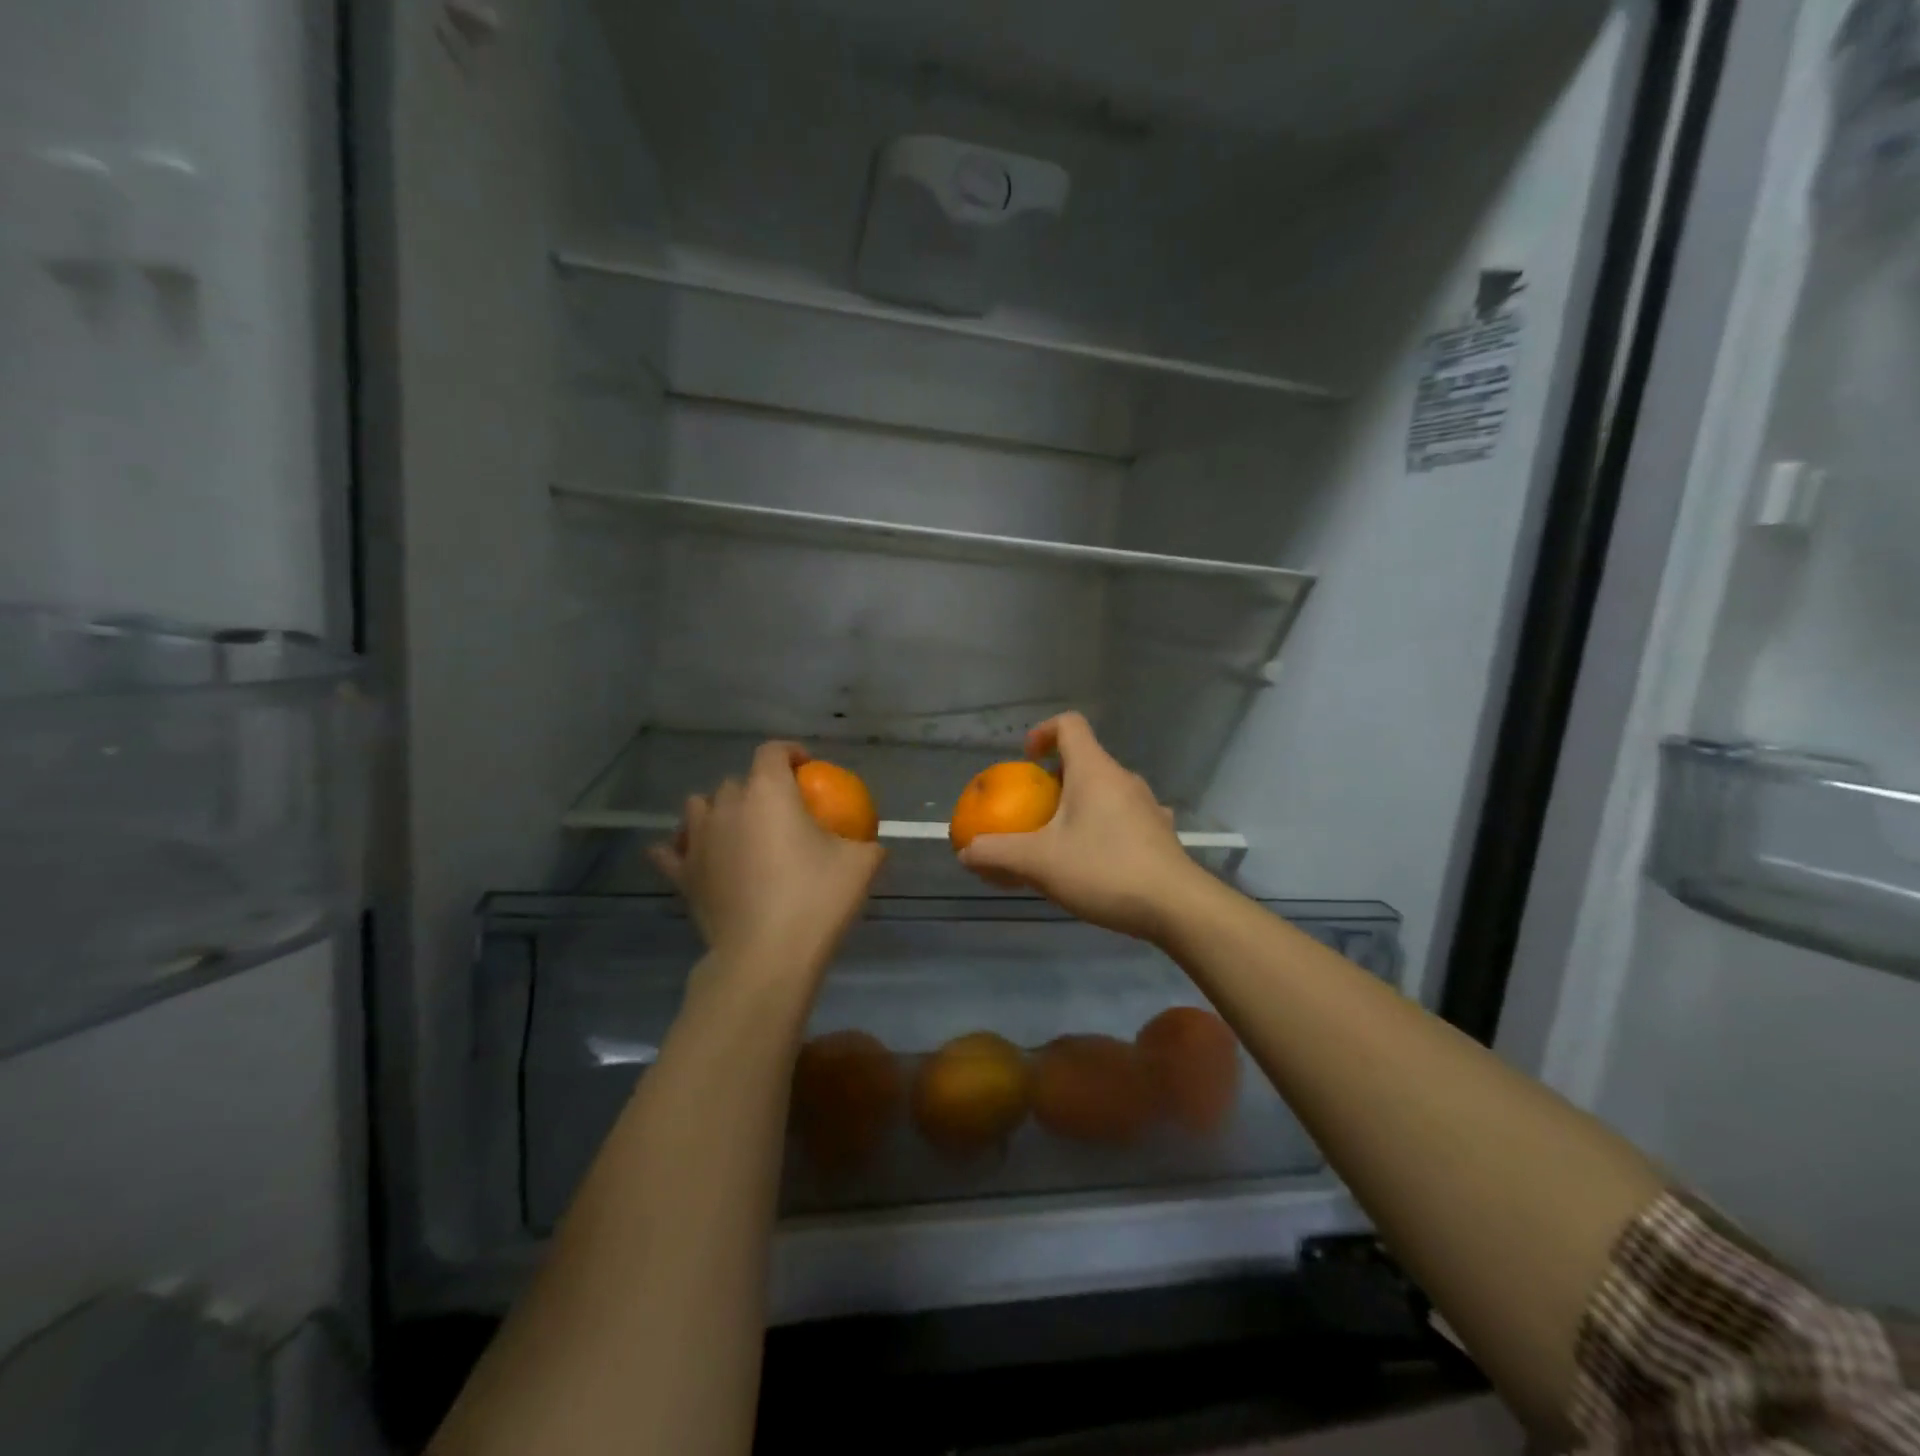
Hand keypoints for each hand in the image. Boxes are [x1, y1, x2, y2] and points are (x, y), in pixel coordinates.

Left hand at [649, 742, 885, 979]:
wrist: (766, 957)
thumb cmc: (816, 899)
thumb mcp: (862, 865)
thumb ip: (866, 843)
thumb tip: (868, 842)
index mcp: (769, 792)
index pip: (772, 751)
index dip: (790, 753)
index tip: (807, 770)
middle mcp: (727, 806)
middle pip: (737, 781)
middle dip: (758, 788)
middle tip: (782, 813)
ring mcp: (698, 840)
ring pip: (698, 808)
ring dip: (717, 811)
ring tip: (738, 830)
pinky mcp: (683, 875)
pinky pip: (672, 851)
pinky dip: (682, 848)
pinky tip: (697, 857)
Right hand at [959, 713, 1211, 942]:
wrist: (1177, 907)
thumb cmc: (1104, 870)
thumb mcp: (1039, 863)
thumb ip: (997, 853)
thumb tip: (965, 851)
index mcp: (1094, 770)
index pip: (1070, 724)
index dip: (1043, 732)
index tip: (1026, 760)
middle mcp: (1124, 779)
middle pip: (1085, 760)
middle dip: (1055, 779)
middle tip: (1034, 811)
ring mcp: (1148, 805)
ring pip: (1106, 791)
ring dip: (1080, 805)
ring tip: (1062, 840)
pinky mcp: (1161, 833)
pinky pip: (1124, 817)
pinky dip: (1104, 827)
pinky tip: (1096, 859)